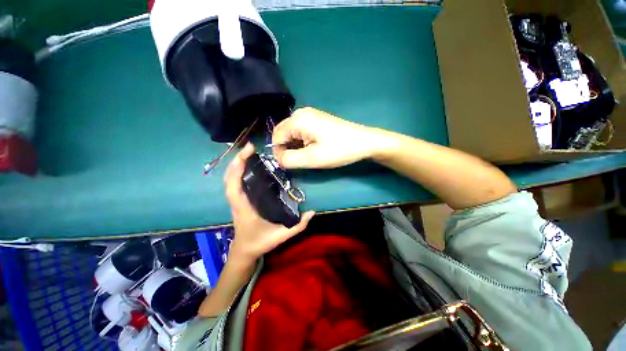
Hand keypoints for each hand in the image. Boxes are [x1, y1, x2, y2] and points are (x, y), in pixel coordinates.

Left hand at [224, 143, 314, 262]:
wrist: (244, 251)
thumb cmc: (259, 243)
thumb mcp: (281, 236)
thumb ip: (298, 226)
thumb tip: (312, 211)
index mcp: (244, 209)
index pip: (234, 187)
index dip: (237, 168)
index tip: (247, 153)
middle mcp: (237, 202)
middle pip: (229, 178)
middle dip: (237, 160)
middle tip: (250, 147)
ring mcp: (236, 200)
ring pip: (230, 179)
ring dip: (236, 163)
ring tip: (249, 152)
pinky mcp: (238, 200)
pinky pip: (234, 182)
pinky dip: (237, 171)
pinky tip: (247, 164)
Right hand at [272, 107, 384, 168]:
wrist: (364, 142)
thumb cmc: (338, 150)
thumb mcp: (312, 159)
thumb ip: (289, 160)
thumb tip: (278, 159)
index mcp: (297, 120)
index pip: (276, 137)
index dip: (279, 153)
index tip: (288, 165)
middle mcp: (301, 113)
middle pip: (282, 133)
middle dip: (286, 149)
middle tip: (298, 161)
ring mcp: (309, 114)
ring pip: (292, 133)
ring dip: (294, 146)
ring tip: (306, 156)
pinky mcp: (316, 119)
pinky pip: (301, 131)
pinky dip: (301, 141)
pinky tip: (312, 148)